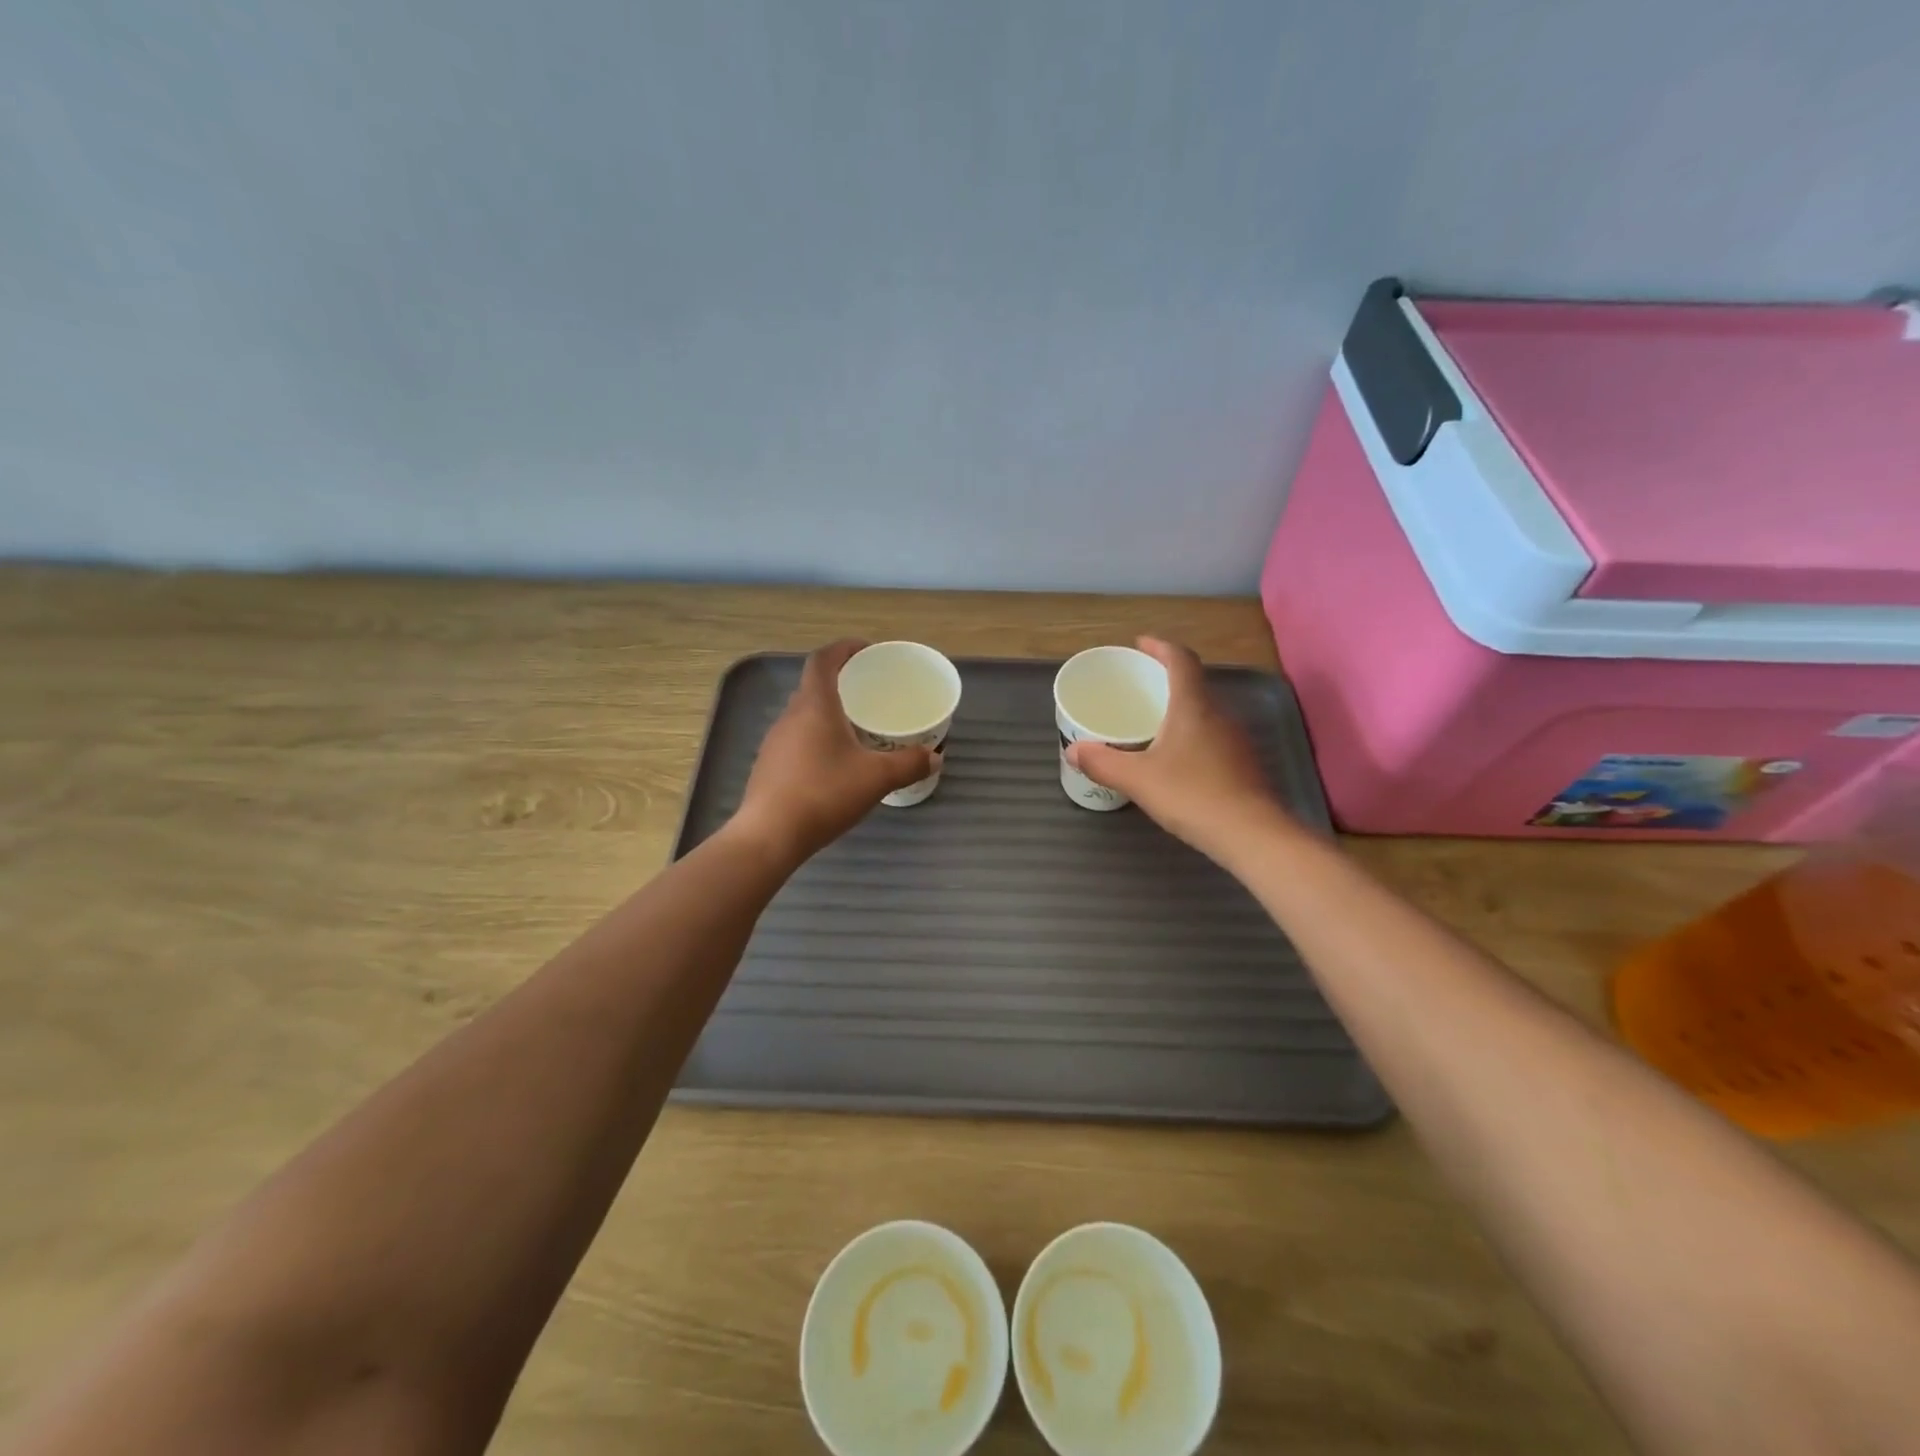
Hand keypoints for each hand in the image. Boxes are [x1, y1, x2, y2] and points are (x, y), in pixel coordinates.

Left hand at [730, 641, 935, 863]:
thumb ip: (908, 764)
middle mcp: (791, 716)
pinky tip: (835, 762)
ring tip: (858, 726)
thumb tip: (935, 757)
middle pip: (814, 685)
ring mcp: (775, 741)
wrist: (770, 835)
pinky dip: (818, 737)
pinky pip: (797, 738)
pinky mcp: (770, 765)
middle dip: (842, 681)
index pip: (823, 659)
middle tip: (871, 691)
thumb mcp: (876, 778)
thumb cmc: (824, 794)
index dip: (845, 648)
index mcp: (815, 705)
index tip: (868, 651)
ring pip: (805, 714)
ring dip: (829, 711)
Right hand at [1066, 637, 1295, 860]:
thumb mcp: (1138, 779)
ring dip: (1177, 709)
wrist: (1252, 834)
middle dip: (1164, 679)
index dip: (1160, 647)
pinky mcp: (1241, 764)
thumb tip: (1072, 751)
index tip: (1139, 644)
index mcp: (1193, 706)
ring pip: (1203, 712)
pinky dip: (1189, 734)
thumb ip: (1103, 763)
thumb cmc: (1193, 795)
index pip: (1181, 660)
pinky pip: (1210, 736)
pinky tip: (1173, 759)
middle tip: (1136, 686)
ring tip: (1149, 722)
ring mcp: (1235, 740)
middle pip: (1192, 684)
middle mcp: (1218, 714)